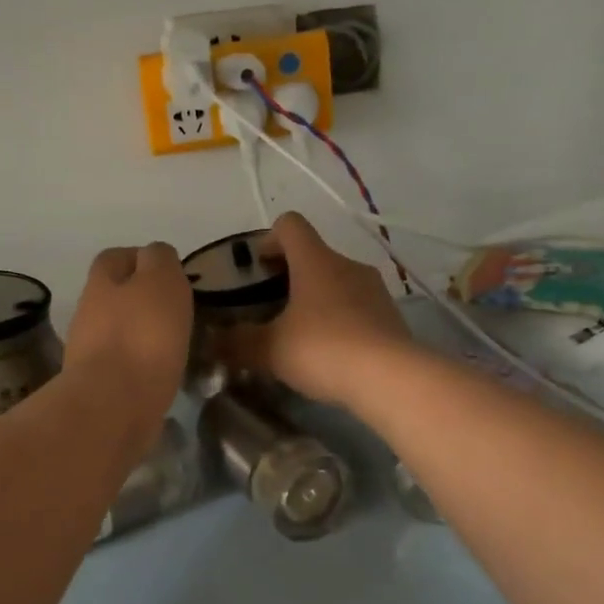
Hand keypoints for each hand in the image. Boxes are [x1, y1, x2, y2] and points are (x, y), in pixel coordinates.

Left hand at [65, 243, 193, 430]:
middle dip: (141, 300)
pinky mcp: (98, 387)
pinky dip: (140, 367)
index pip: (116, 257)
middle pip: (114, 296)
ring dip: (141, 335)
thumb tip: (157, 256)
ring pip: (118, 332)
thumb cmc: (142, 336)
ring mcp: (88, 352)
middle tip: (176, 312)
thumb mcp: (161, 281)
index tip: (170, 274)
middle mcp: (89, 313)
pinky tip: (162, 375)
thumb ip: (160, 260)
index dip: (141, 259)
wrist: (113, 406)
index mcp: (102, 283)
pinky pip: (123, 367)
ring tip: (174, 346)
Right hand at [220, 213, 414, 408]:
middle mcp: (347, 265)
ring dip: (316, 298)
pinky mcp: (391, 316)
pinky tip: (329, 352)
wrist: (391, 378)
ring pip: (337, 281)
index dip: (268, 239)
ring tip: (299, 333)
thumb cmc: (323, 350)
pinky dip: (339, 319)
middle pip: (313, 254)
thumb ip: (236, 343)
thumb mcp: (269, 350)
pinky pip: (357, 307)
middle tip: (269, 307)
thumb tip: (212, 342)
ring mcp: (374, 289)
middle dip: (289, 275)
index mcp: (315, 260)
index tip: (256, 266)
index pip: (290, 225)